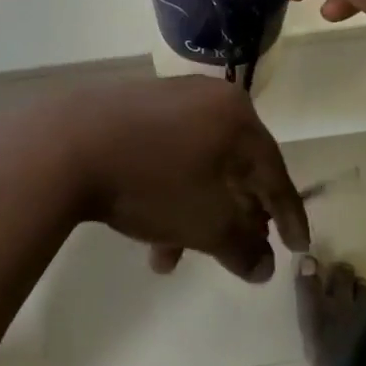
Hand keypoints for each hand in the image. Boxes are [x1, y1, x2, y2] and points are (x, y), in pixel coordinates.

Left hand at [0, 79, 308, 282]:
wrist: (66, 144)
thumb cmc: (151, 181)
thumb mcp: (206, 223)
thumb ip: (243, 247)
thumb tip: (264, 267)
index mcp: (236, 116)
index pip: (274, 172)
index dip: (289, 215)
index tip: (298, 248)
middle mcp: (207, 98)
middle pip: (234, 168)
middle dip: (232, 219)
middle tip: (237, 252)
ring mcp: (167, 97)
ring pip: (196, 165)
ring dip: (192, 215)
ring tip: (170, 259)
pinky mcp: (134, 106)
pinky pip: (167, 154)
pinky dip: (168, 192)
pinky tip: (148, 228)